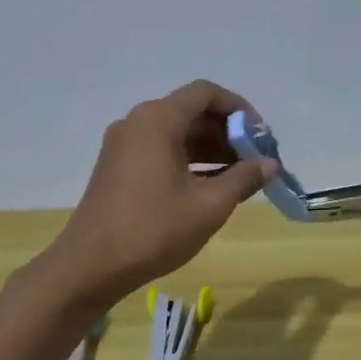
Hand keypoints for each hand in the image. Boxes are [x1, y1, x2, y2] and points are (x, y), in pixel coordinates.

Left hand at [51, 80, 275, 302]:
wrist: (91, 266)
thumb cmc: (154, 229)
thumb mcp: (209, 205)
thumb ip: (244, 178)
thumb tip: (270, 164)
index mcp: (158, 120)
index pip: (206, 93)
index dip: (239, 109)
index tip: (261, 137)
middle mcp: (138, 123)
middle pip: (191, 112)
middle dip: (228, 133)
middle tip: (256, 160)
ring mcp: (124, 145)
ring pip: (177, 133)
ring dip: (211, 149)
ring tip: (240, 177)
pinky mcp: (119, 167)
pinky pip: (161, 150)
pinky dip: (189, 161)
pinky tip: (211, 187)